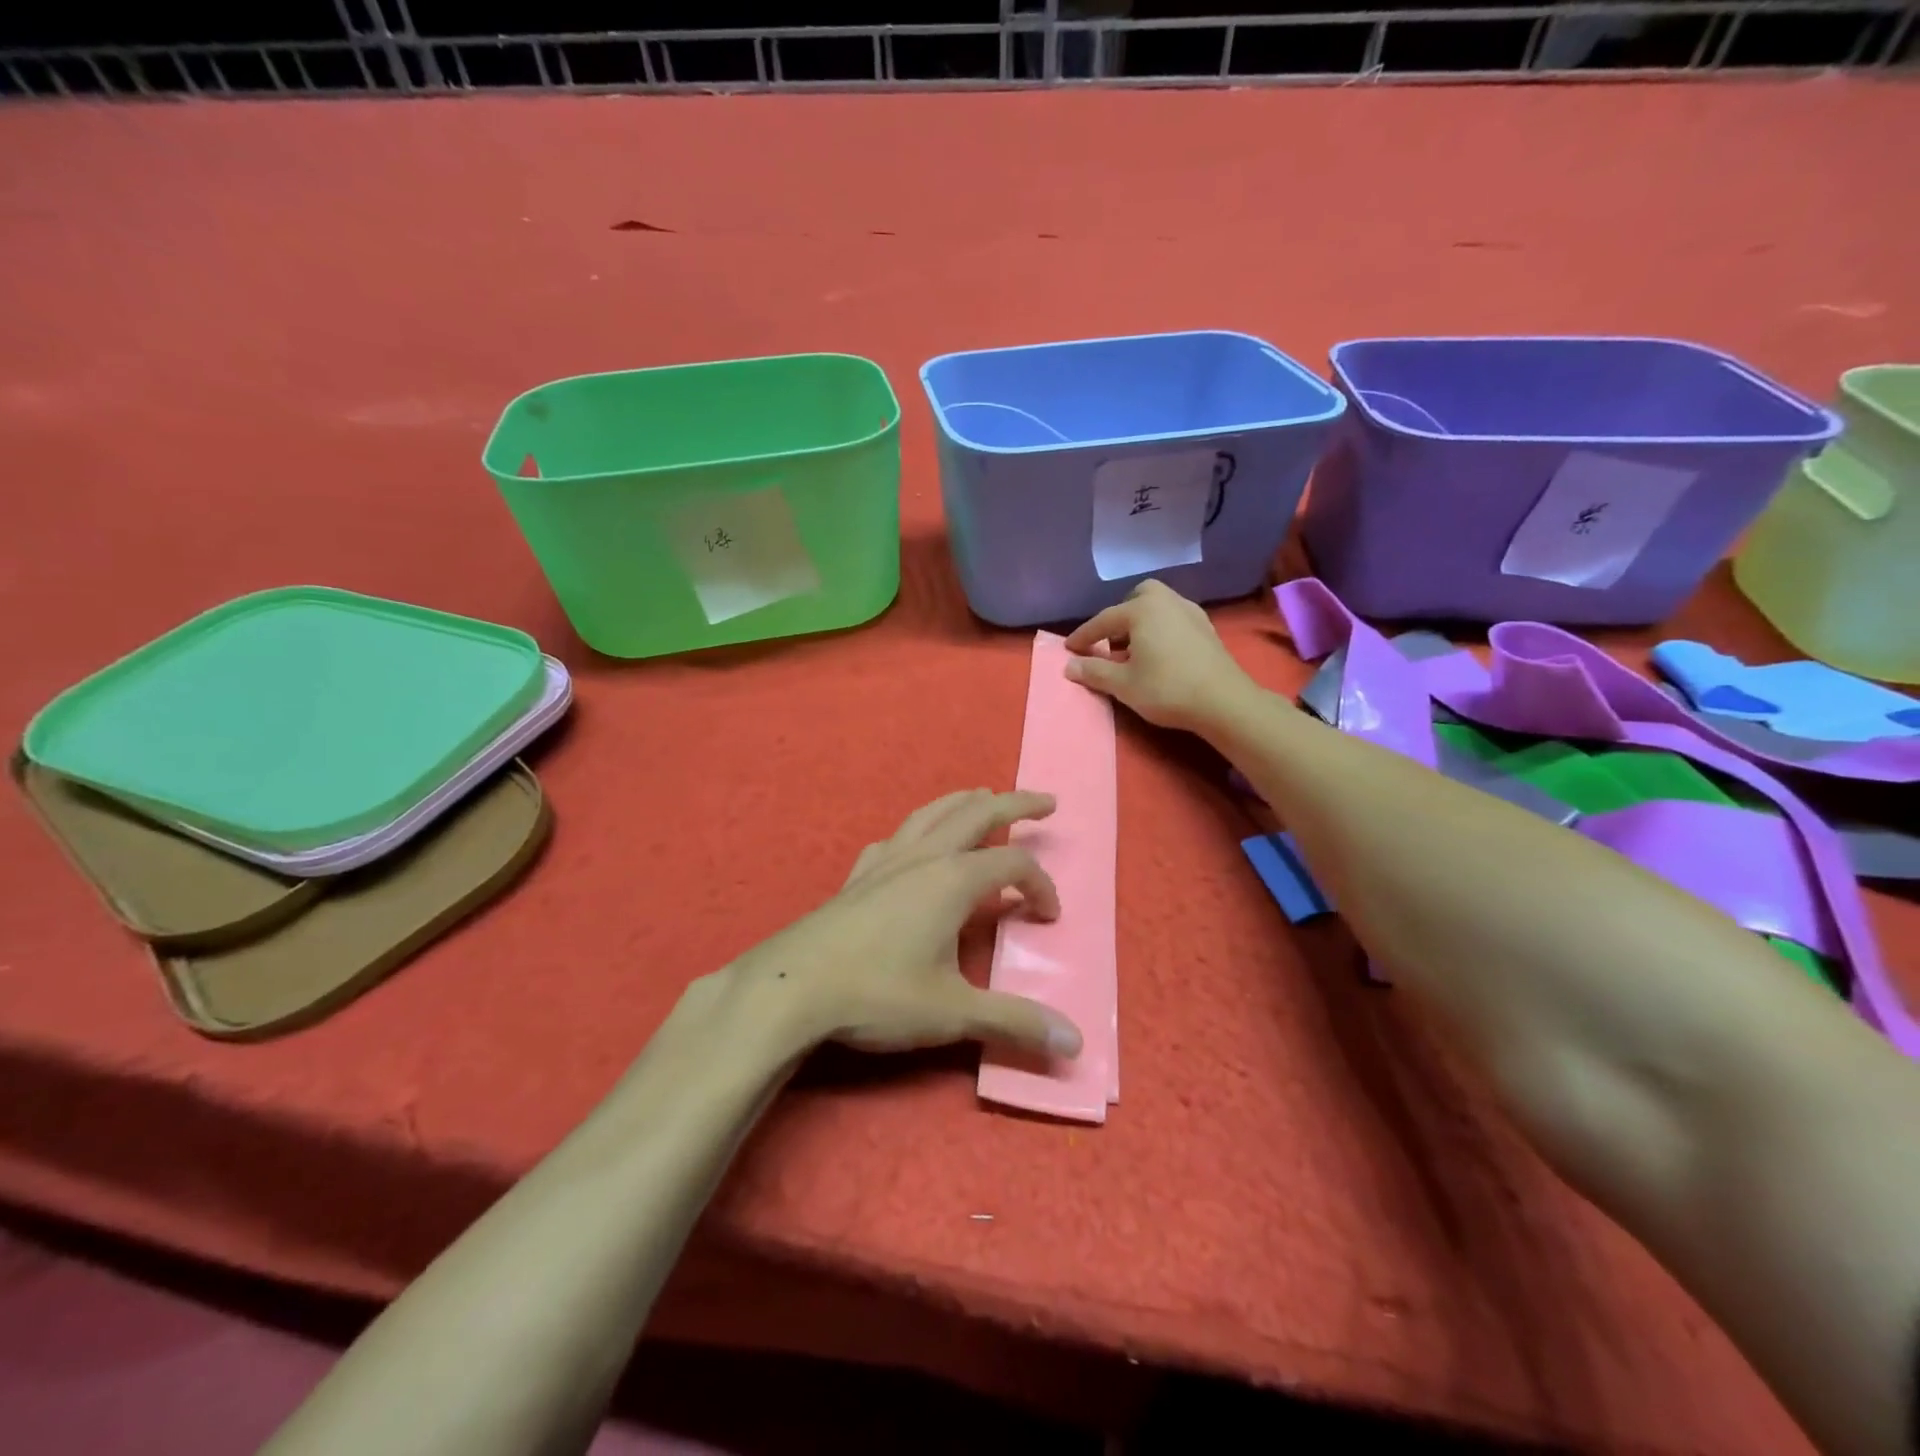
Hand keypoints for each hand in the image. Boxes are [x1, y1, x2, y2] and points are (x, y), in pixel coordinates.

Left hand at [726, 790, 1083, 1059]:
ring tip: (983, 797)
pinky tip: (912, 847)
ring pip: (932, 814)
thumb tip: (1075, 1043)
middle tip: (1046, 801)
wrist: (792, 987)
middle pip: (977, 813)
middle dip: (1016, 803)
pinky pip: (894, 840)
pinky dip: (916, 832)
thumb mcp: (953, 1012)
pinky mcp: (857, 877)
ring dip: (964, 802)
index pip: (1013, 866)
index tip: (1049, 917)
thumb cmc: (878, 995)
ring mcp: (886, 862)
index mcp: (953, 880)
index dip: (1040, 886)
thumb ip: (1014, 1021)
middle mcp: (923, 858)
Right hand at [1063, 579, 1252, 730]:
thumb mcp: (1123, 684)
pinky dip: (1160, 629)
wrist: (1223, 701)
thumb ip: (1094, 672)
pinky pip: (1174, 619)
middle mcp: (1166, 601)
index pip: (1104, 620)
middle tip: (1109, 642)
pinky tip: (1159, 653)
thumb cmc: (1166, 689)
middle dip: (1119, 617)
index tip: (1069, 649)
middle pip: (1136, 599)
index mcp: (1142, 609)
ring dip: (1141, 623)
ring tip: (1133, 650)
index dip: (1084, 636)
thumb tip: (1069, 666)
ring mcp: (1190, 612)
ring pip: (1158, 607)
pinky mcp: (1206, 628)